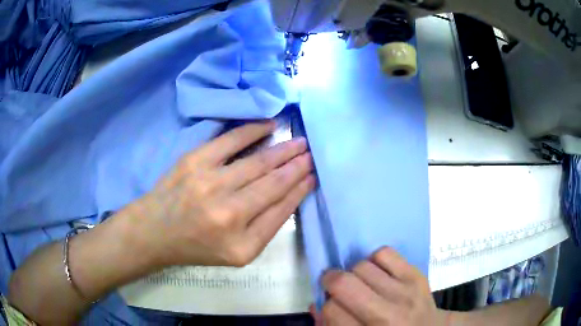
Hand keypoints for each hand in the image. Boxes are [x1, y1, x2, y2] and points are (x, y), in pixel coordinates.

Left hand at [134, 122, 313, 266]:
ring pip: (258, 162)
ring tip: (299, 142)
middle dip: (298, 166)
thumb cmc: (196, 246)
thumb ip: (266, 228)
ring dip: (283, 150)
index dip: (301, 190)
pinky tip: (270, 125)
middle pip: (274, 184)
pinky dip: (253, 130)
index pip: (281, 210)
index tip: (313, 175)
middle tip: (312, 153)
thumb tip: (292, 193)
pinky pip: (230, 141)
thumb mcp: (236, 253)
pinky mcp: (194, 162)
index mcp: (242, 244)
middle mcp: (228, 215)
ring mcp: (210, 184)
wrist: (155, 231)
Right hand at [314, 247, 447, 325]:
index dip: (325, 305)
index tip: (332, 306)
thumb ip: (331, 325)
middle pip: (344, 283)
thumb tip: (317, 303)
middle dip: (331, 282)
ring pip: (361, 266)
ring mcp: (405, 292)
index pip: (331, 309)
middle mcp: (388, 314)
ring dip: (354, 274)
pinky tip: (378, 274)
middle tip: (335, 288)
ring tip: (361, 283)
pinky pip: (385, 253)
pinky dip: (374, 260)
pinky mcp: (416, 275)